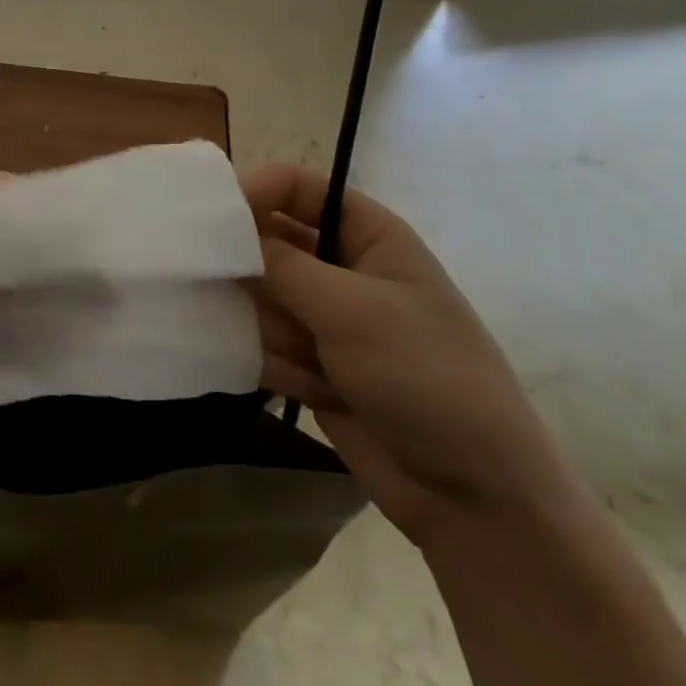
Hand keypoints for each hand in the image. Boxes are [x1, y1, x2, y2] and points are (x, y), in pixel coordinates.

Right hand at [243, 164, 579, 549]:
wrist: (474, 498)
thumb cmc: (424, 377)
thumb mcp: (352, 310)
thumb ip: (279, 265)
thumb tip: (221, 230)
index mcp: (368, 235)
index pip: (297, 188)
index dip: (255, 191)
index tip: (211, 217)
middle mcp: (342, 269)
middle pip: (268, 243)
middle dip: (254, 272)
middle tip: (246, 294)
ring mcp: (325, 320)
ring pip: (259, 298)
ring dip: (274, 331)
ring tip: (312, 364)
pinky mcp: (311, 365)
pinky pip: (263, 345)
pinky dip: (279, 366)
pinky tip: (317, 394)